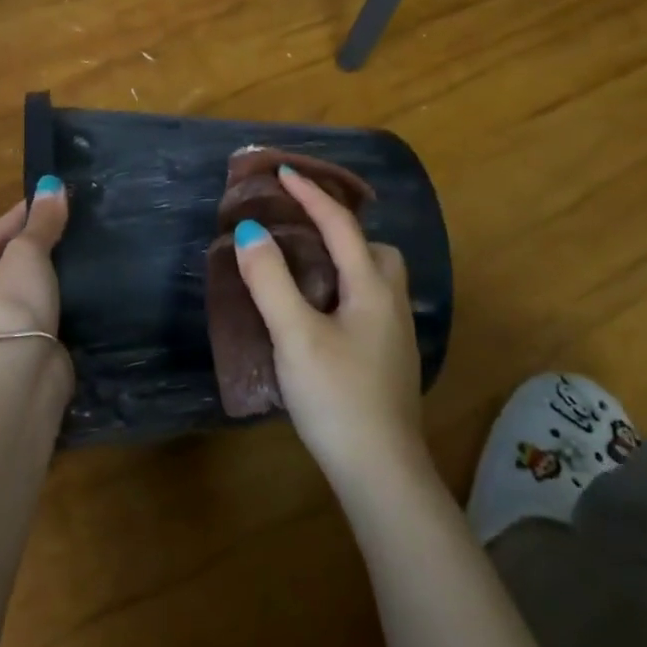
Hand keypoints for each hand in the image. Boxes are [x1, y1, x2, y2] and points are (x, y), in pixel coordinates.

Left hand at [0, 176, 69, 353]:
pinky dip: (63, 291)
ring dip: (54, 267)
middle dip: (41, 241)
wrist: (25, 376)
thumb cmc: (11, 306)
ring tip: (83, 242)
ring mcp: (3, 327)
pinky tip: (85, 276)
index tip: (54, 196)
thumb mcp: (26, 254)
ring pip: (32, 284)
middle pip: (11, 260)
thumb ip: (41, 221)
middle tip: (73, 218)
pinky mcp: (31, 343)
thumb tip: (54, 184)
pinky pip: (48, 305)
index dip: (23, 213)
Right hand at [232, 167, 425, 490]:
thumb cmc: (337, 397)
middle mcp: (390, 304)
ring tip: (305, 270)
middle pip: (374, 249)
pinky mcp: (389, 361)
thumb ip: (271, 281)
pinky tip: (319, 314)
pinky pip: (368, 304)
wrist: (381, 474)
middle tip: (301, 231)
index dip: (311, 195)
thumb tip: (250, 232)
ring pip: (375, 279)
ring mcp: (395, 336)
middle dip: (341, 229)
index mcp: (371, 288)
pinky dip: (345, 290)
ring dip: (346, 261)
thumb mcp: (295, 335)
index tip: (283, 172)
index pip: (341, 226)